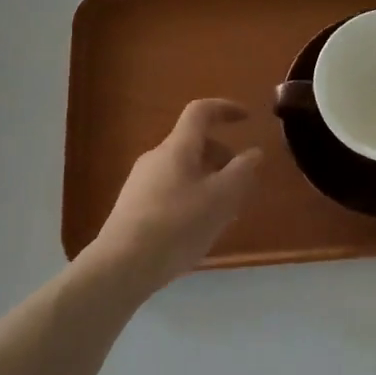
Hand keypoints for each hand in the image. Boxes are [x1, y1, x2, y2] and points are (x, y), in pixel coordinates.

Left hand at [80, 99, 263, 297]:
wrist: (122, 266)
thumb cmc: (177, 226)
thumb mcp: (221, 199)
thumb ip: (241, 172)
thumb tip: (254, 152)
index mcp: (177, 147)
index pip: (201, 112)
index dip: (225, 109)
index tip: (247, 119)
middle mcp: (156, 157)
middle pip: (193, 144)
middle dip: (222, 156)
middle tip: (241, 183)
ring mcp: (141, 181)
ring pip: (183, 169)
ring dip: (208, 180)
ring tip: (224, 212)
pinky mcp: (133, 205)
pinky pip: (170, 188)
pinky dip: (191, 196)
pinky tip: (197, 227)